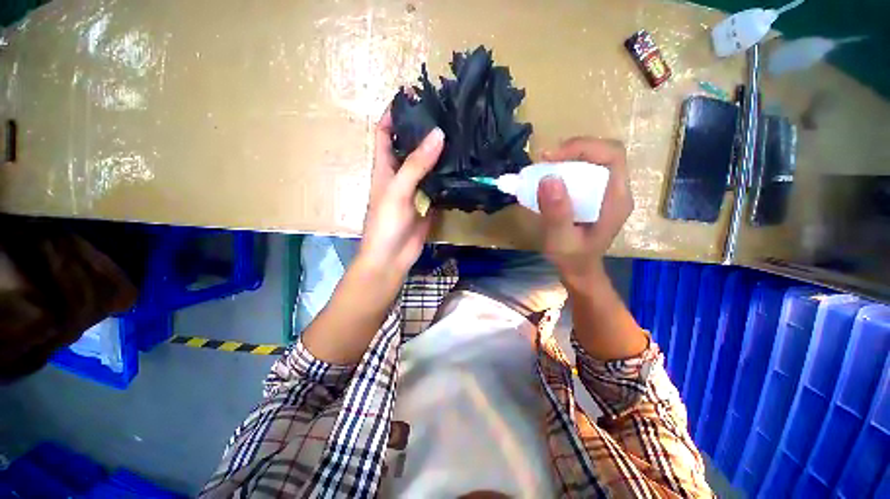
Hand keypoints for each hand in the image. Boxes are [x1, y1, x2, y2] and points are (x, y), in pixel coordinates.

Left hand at [356, 110, 443, 285]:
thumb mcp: (398, 191)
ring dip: (438, 152)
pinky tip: (462, 165)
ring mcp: (415, 190)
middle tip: (445, 114)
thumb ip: (416, 165)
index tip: (412, 96)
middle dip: (422, 130)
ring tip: (458, 134)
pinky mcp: (428, 203)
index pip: (384, 133)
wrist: (392, 257)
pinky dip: (448, 175)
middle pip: (409, 146)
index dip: (393, 114)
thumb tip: (438, 134)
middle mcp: (399, 175)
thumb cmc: (386, 223)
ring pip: (427, 165)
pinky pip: (438, 184)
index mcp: (384, 168)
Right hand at [537, 137, 632, 287]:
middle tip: (544, 161)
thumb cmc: (572, 259)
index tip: (551, 158)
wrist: (578, 270)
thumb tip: (548, 178)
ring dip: (566, 158)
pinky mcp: (594, 194)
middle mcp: (616, 190)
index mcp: (616, 199)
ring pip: (591, 160)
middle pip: (602, 153)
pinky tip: (548, 178)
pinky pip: (582, 171)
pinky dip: (564, 168)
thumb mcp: (561, 240)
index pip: (611, 156)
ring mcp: (606, 191)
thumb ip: (557, 213)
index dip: (582, 148)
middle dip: (572, 151)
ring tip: (542, 167)